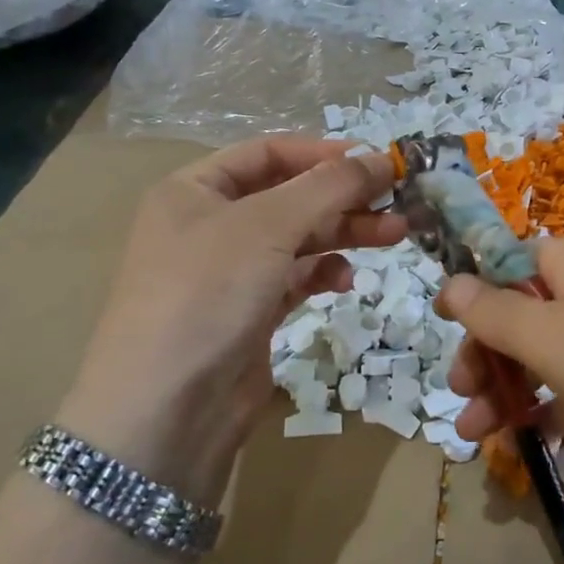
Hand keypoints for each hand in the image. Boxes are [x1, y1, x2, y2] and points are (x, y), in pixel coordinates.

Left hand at [58, 138, 402, 505]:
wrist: (164, 411)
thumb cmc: (207, 294)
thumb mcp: (268, 226)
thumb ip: (329, 186)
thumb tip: (382, 158)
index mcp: (195, 190)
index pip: (268, 152)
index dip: (324, 153)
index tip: (378, 162)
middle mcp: (210, 224)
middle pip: (290, 195)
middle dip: (344, 197)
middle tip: (399, 202)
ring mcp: (230, 272)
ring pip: (298, 238)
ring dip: (344, 233)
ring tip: (394, 235)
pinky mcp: (249, 313)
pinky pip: (295, 278)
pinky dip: (323, 273)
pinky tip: (345, 281)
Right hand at [439, 231, 563, 498]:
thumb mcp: (556, 343)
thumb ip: (494, 312)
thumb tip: (449, 281)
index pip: (507, 268)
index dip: (475, 311)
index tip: (455, 362)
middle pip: (529, 312)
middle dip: (490, 360)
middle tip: (462, 409)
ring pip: (559, 353)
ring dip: (517, 390)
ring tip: (482, 440)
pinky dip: (563, 407)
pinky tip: (542, 442)